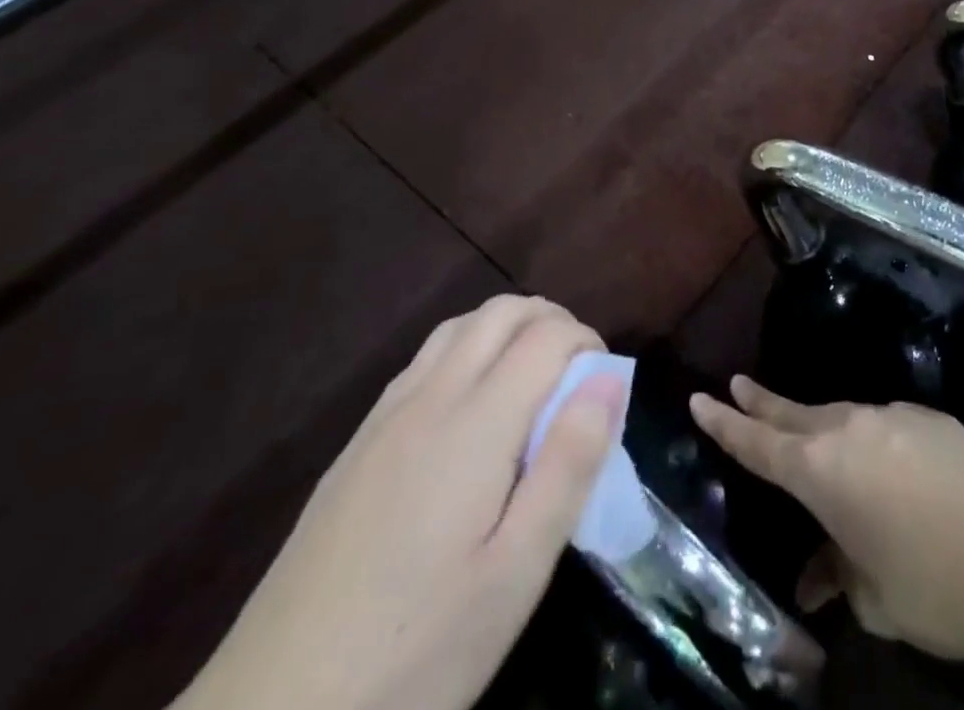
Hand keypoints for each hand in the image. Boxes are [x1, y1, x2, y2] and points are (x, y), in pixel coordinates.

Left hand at [177, 297, 623, 709]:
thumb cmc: (414, 652)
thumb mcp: (515, 575)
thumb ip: (569, 466)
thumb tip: (609, 378)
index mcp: (474, 424)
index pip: (547, 335)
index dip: (588, 343)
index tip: (605, 390)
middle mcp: (428, 399)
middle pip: (501, 312)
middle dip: (552, 322)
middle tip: (576, 380)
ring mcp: (383, 419)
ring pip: (458, 328)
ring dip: (506, 331)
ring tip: (531, 387)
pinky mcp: (354, 447)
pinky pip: (422, 362)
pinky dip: (465, 353)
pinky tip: (469, 415)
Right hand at [689, 377, 963, 675]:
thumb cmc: (932, 589)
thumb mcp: (871, 597)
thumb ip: (836, 572)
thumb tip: (817, 575)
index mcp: (822, 471)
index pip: (758, 444)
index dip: (726, 424)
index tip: (701, 397)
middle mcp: (851, 429)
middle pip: (794, 413)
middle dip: (762, 403)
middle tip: (738, 385)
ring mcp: (893, 416)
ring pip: (842, 418)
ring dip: (822, 429)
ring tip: (811, 444)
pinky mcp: (930, 416)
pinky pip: (885, 426)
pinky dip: (872, 443)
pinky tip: (888, 473)